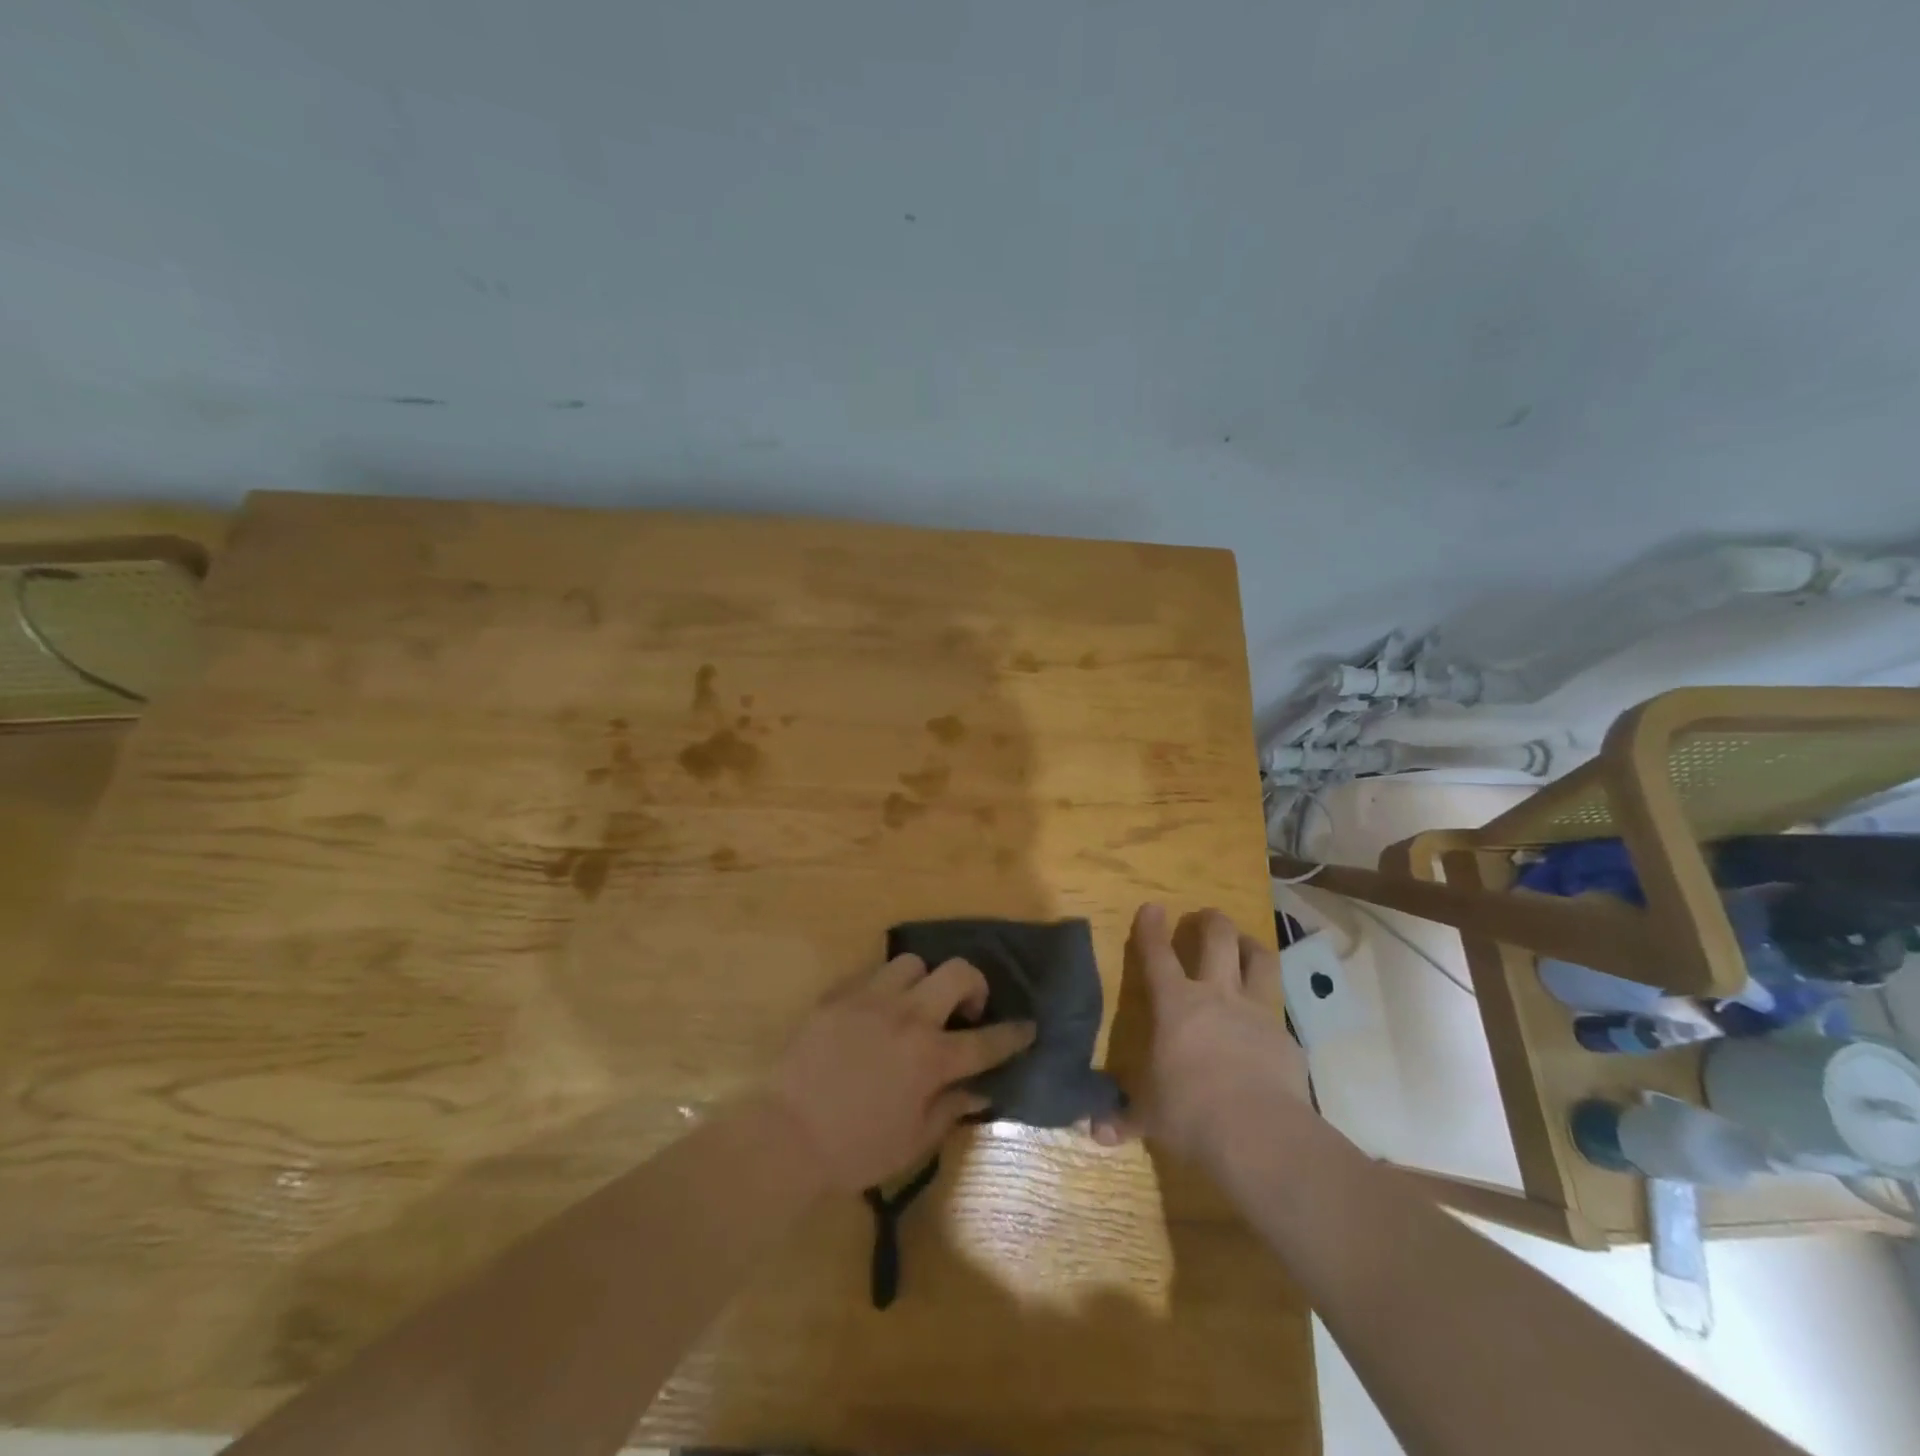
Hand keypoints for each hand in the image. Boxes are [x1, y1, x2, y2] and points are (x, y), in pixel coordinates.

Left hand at [768, 954, 1035, 1192]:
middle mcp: (907, 1017)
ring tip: (916, 1005)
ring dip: (925, 981)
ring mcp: (870, 1000)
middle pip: (957, 973)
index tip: (1027, 1027)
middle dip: (974, 985)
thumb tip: (981, 1090)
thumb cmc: (855, 1149)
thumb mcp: (913, 1141)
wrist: (785, 1134)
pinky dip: (885, 988)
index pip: (987, 1040)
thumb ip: (951, 1109)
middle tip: (966, 1010)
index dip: (1014, 1034)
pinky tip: (877, 1012)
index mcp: (930, 1058)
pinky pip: (872, 974)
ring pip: (913, 963)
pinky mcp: (838, 996)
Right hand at [1092, 904, 1308, 1165]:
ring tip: (1244, 943)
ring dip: (1250, 945)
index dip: (1151, 928)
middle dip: (1210, 921)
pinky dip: (1271, 1006)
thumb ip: (1123, 1118)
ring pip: (1259, 960)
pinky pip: (1278, 1010)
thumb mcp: (1149, 1117)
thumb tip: (1093, 1133)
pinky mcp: (1287, 1038)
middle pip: (1217, 939)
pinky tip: (1268, 1020)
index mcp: (1175, 1004)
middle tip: (1206, 917)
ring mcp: (1256, 1012)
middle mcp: (1216, 996)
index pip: (1157, 954)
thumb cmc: (1189, 1113)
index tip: (1152, 907)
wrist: (1257, 1133)